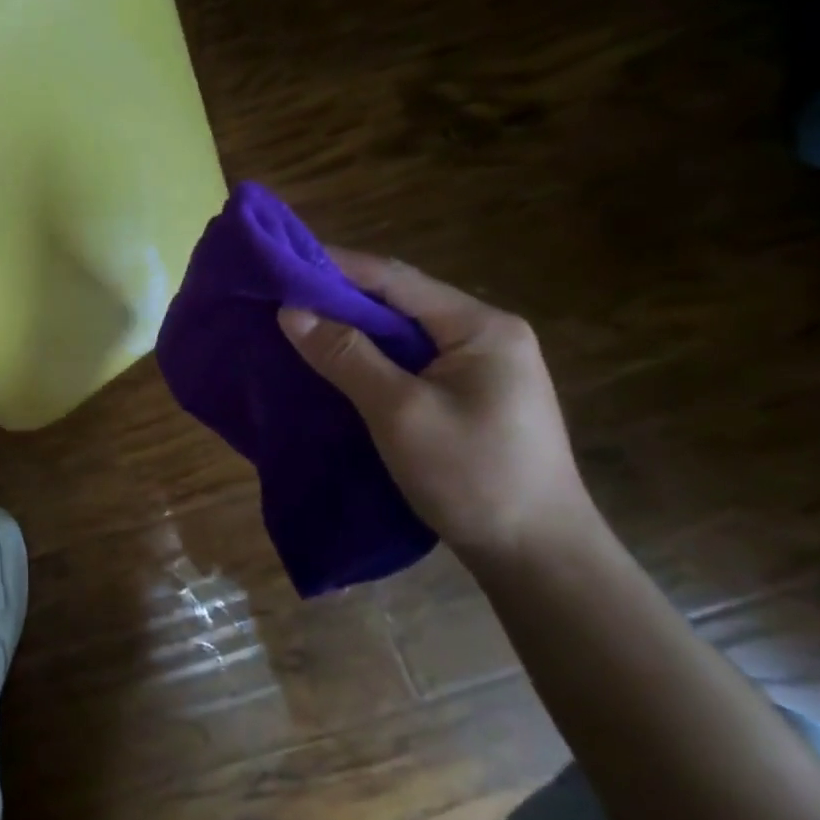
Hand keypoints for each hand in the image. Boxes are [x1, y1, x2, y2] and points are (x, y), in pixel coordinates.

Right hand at [277, 249, 602, 560]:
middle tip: (280, 297)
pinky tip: (336, 364)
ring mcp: (481, 368)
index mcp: (481, 327)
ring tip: (297, 326)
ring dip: (352, 329)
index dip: (336, 267)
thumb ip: (346, 356)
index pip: (396, 279)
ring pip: (403, 334)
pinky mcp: (470, 396)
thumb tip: (290, 310)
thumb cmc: (472, 477)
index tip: (282, 262)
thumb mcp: (400, 412)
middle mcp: (486, 336)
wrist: (538, 557)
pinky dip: (369, 358)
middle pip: (399, 303)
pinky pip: (409, 362)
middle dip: (339, 298)